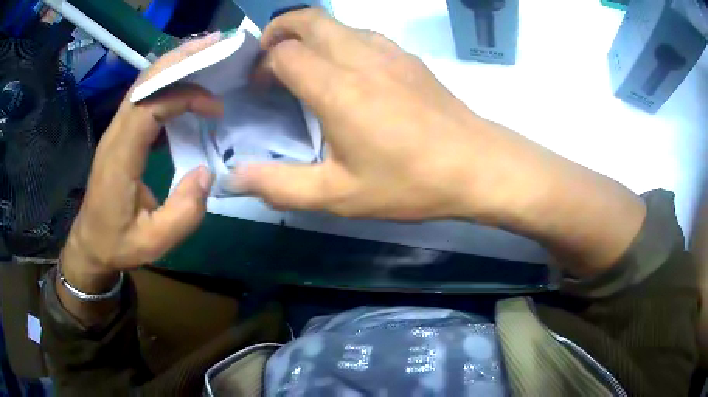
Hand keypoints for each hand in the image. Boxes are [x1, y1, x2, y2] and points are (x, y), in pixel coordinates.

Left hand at [61, 34, 223, 291]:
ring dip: (176, 63)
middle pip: (146, 80)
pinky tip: (187, 82)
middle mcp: (116, 133)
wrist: (90, 243)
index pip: (151, 105)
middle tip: (218, 45)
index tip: (214, 107)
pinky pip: (145, 96)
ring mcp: (116, 129)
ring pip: (145, 82)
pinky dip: (168, 82)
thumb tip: (207, 172)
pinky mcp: (121, 132)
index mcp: (120, 157)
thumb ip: (184, 213)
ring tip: (208, 53)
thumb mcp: (154, 242)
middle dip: (182, 58)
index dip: (185, 96)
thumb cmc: (118, 243)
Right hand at [231, 9, 535, 220]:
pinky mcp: (409, 58)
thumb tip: (233, 180)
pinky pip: (364, 35)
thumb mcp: (339, 195)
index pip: (284, 53)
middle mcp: (360, 57)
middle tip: (270, 59)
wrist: (478, 166)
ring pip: (337, 23)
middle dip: (280, 30)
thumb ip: (280, 186)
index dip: (263, 66)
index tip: (262, 91)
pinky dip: (341, 42)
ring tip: (305, 66)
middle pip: (309, 18)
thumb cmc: (410, 182)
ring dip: (312, 35)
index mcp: (336, 87)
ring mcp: (389, 52)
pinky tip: (348, 73)